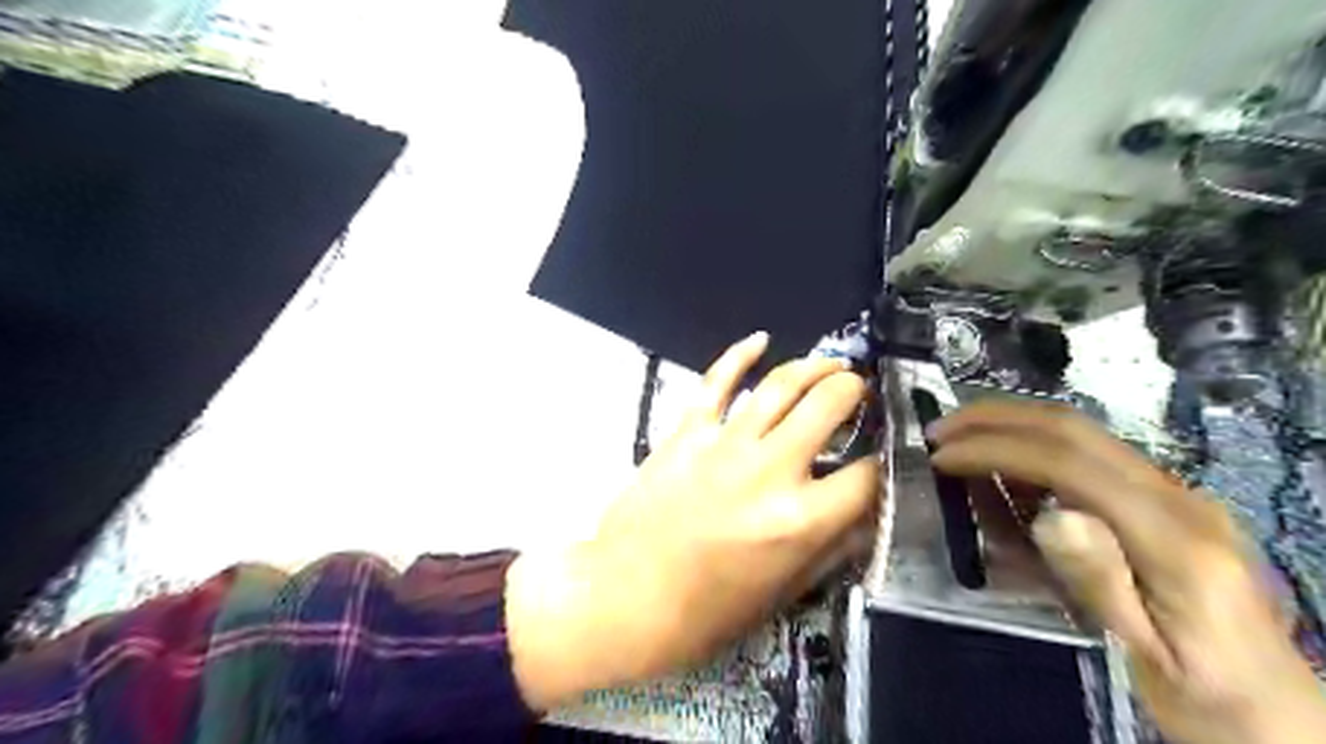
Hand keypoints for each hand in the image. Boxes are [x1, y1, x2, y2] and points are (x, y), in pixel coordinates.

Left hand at [507, 336, 877, 710]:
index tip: (883, 453)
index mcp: (800, 520)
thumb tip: (866, 514)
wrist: (626, 597)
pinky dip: (738, 355)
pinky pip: (716, 382)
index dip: (885, 461)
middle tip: (858, 391)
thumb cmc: (707, 611)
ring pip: (780, 385)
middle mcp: (769, 470)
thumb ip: (832, 549)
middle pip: (829, 406)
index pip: (868, 475)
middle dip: (854, 391)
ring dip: (814, 366)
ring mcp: (725, 444)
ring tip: (831, 364)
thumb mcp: (784, 593)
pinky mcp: (687, 432)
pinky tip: (760, 340)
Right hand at [924, 401, 1324, 743]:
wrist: (1277, 712)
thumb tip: (1051, 515)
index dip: (996, 449)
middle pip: (1074, 428)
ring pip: (1081, 432)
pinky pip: (1087, 455)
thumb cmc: (1205, 693)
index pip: (1069, 463)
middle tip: (940, 429)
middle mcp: (1178, 498)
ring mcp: (1174, 494)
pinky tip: (1003, 467)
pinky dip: (1032, 446)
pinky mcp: (1162, 501)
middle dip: (996, 418)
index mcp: (1173, 537)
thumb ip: (1102, 580)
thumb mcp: (1148, 652)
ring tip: (959, 438)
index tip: (941, 456)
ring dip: (1011, 423)